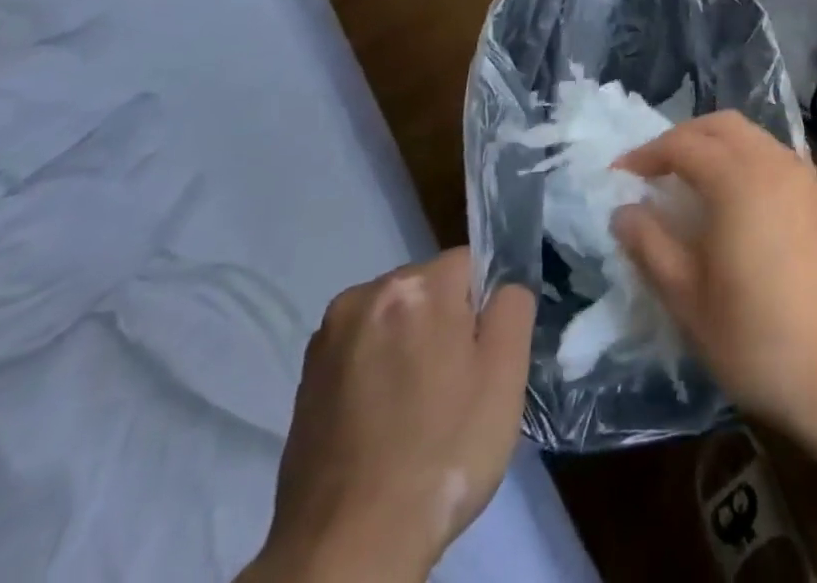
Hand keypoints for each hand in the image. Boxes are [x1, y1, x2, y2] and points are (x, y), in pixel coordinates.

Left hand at [241, 250, 534, 582]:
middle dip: (445, 325)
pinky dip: (375, 376)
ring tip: (414, 414)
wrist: (346, 552)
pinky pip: (360, 355)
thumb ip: (514, 307)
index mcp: (417, 285)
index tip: (480, 360)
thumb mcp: (506, 374)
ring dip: (408, 348)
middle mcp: (365, 295)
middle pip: (428, 290)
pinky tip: (381, 426)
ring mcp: (327, 339)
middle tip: (453, 391)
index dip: (483, 310)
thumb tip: (502, 288)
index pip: (470, 265)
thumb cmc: (441, 453)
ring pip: (393, 321)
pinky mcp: (303, 381)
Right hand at [611, 111, 816, 437]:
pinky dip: (740, 156)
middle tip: (651, 170)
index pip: (683, 145)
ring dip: (712, 144)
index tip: (618, 176)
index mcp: (738, 179)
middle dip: (681, 138)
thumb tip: (623, 211)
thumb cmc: (755, 337)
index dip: (646, 155)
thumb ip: (650, 245)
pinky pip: (769, 153)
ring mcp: (799, 174)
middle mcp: (772, 162)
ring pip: (748, 134)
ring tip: (684, 180)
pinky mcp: (815, 194)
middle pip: (719, 125)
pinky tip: (727, 195)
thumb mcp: (687, 297)